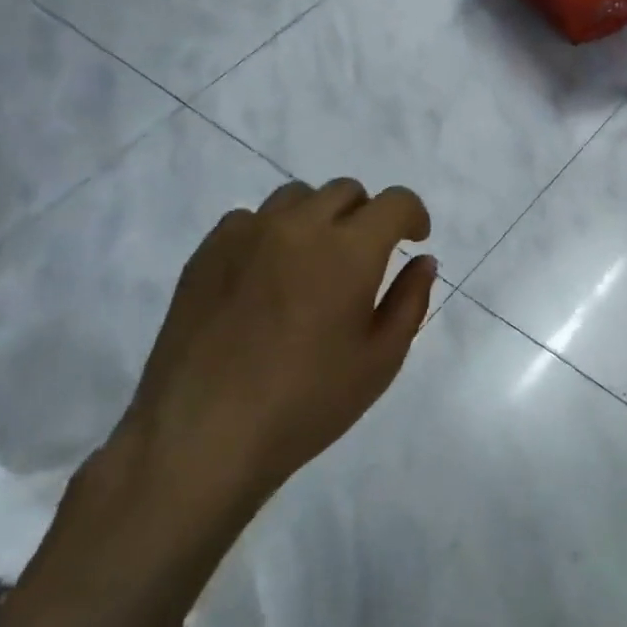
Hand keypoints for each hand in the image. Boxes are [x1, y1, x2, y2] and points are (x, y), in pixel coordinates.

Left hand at [97, 178, 434, 560]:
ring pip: (296, 198)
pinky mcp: (206, 252)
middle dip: (367, 216)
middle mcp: (299, 227)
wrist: (204, 435)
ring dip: (320, 219)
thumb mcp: (380, 360)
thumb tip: (423, 261)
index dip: (413, 215)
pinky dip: (272, 234)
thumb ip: (409, 301)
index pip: (394, 202)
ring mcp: (246, 234)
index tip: (413, 241)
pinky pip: (250, 219)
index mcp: (349, 251)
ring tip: (314, 265)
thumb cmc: (307, 403)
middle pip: (346, 191)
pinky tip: (268, 279)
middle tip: (365, 260)